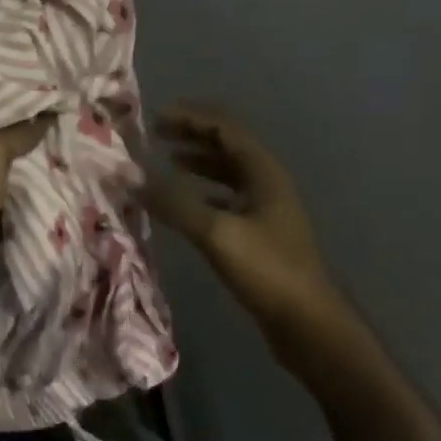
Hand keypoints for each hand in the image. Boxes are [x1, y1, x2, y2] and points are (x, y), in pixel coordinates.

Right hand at [145, 104, 341, 335]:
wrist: (307, 323)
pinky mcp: (260, 234)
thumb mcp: (217, 234)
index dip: (191, 118)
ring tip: (167, 161)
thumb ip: (175, 203)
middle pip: (227, 147)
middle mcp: (267, 184)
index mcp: (263, 174)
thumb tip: (132, 177)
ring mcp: (266, 210)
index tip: (155, 117)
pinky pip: (227, 200)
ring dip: (198, 163)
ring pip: (228, 174)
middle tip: (156, 134)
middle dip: (193, 136)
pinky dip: (203, 194)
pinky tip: (185, 204)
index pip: (225, 129)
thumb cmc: (267, 271)